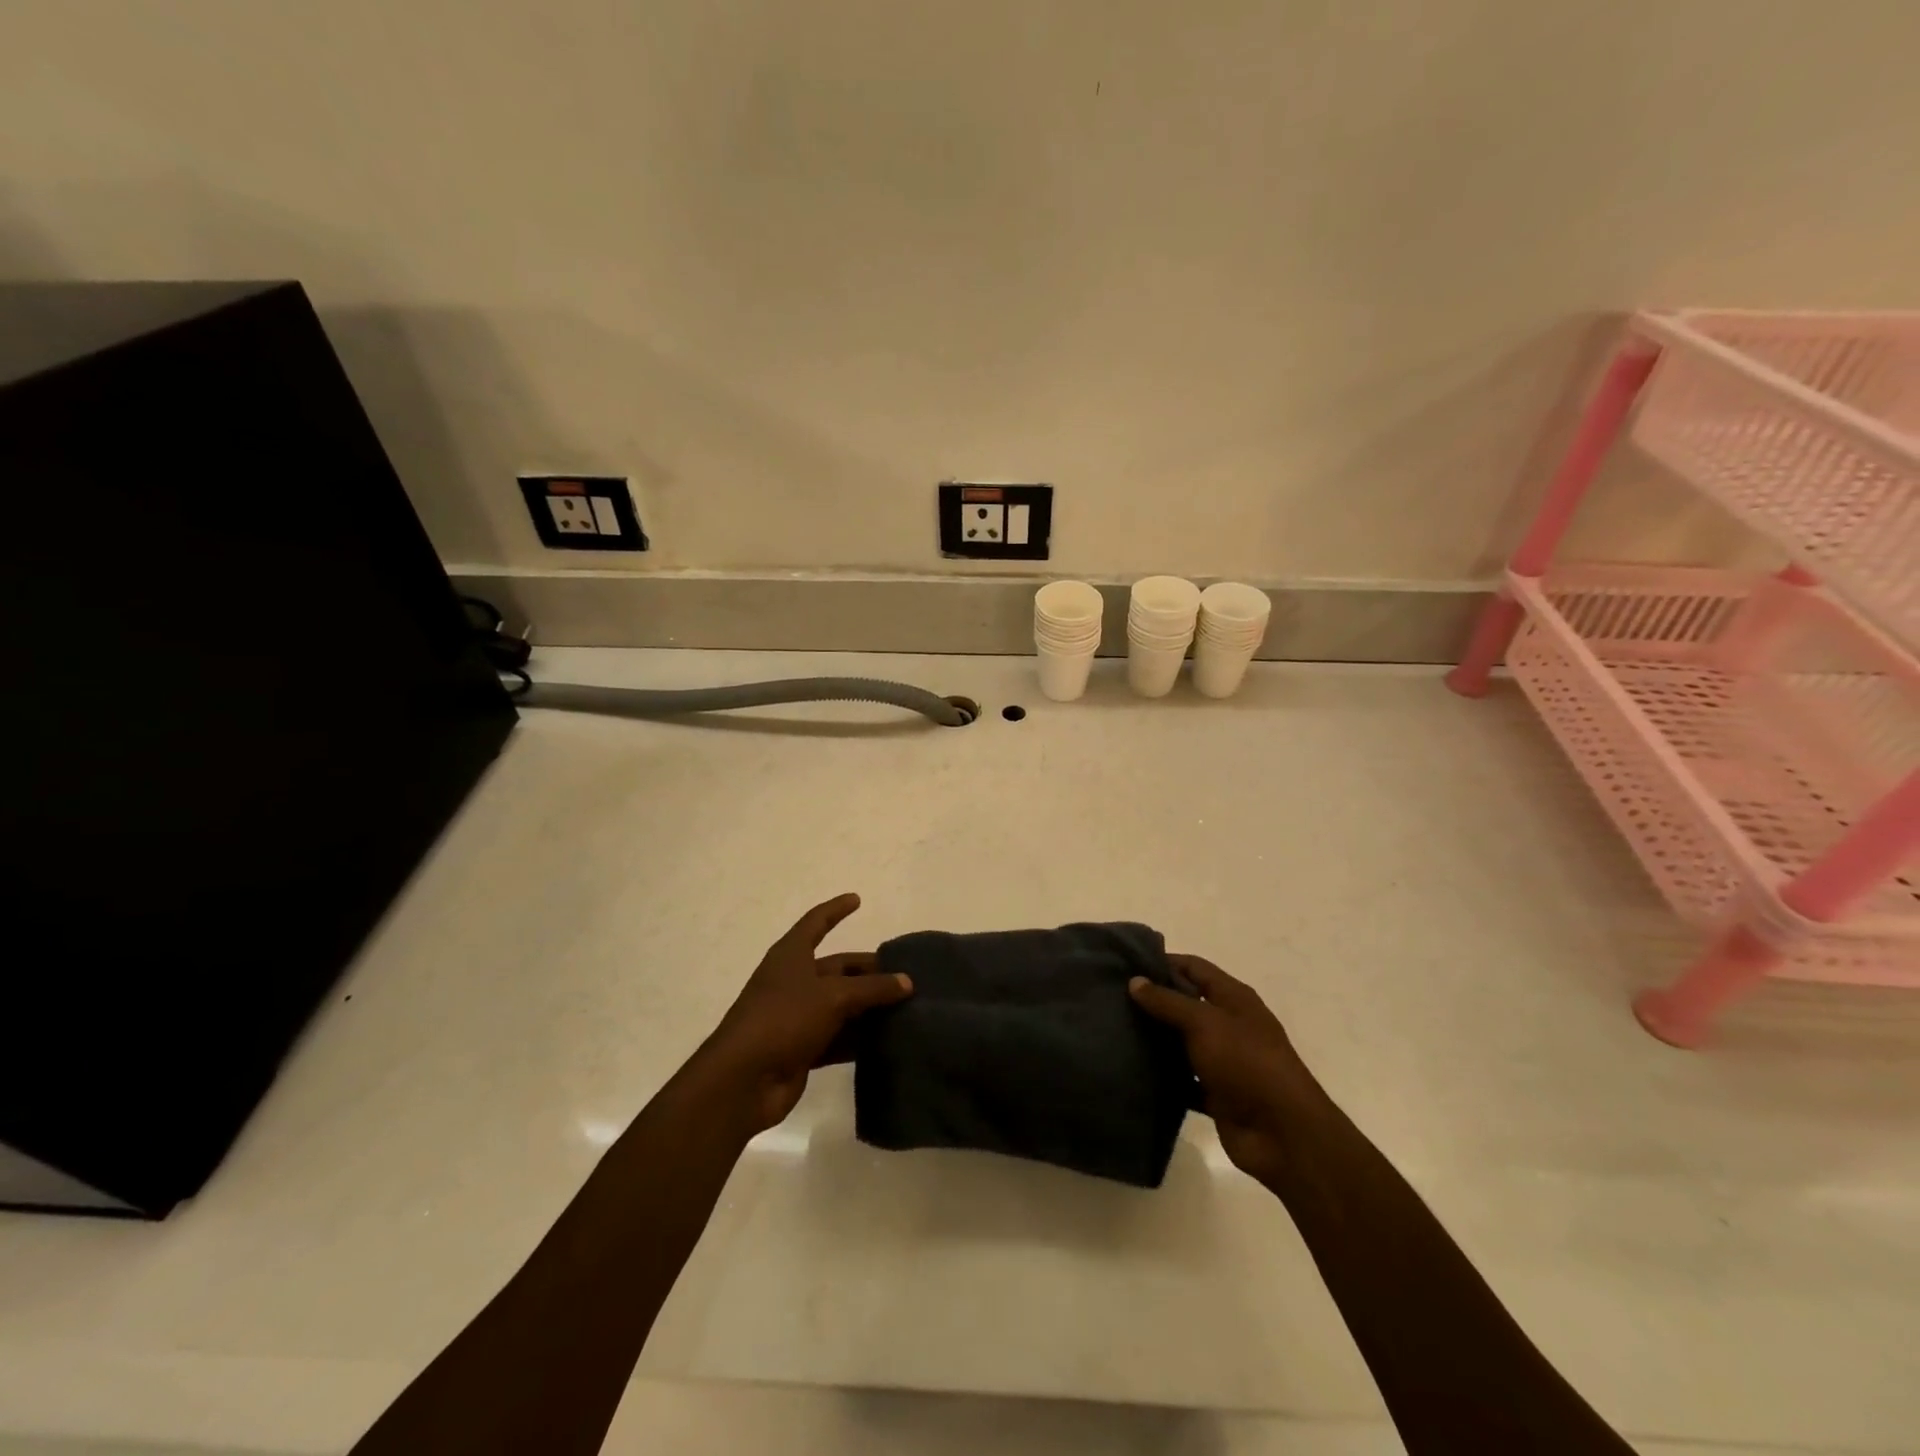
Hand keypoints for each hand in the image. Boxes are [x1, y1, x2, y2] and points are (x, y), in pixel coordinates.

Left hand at [697, 893, 912, 1134]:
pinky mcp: (802, 1049)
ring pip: (841, 1005)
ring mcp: (797, 1016)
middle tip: (905, 976)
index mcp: (791, 956)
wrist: (743, 1080)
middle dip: (869, 971)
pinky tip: (888, 1041)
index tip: (857, 899)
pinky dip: (859, 1038)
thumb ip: (872, 989)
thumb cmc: (784, 1019)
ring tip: (906, 1008)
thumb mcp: (833, 997)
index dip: (836, 909)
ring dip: (869, 1008)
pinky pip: (837, 1037)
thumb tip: (907, 982)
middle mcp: (793, 981)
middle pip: (837, 968)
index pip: (816, 923)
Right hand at [1129, 955, 1322, 1185]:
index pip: (1194, 968)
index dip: (1163, 962)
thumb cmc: (1247, 1063)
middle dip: (1154, 1001)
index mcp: (1234, 999)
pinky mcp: (1216, 1094)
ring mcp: (1224, 1061)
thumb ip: (1168, 1001)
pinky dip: (1163, 1077)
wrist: (1283, 1135)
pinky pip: (1183, 1080)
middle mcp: (1229, 1025)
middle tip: (1111, 998)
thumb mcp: (1205, 1023)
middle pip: (1186, 1004)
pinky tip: (1132, 1070)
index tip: (1125, 964)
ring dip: (1155, 1039)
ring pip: (1182, 1043)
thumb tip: (1135, 981)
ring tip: (1114, 1030)